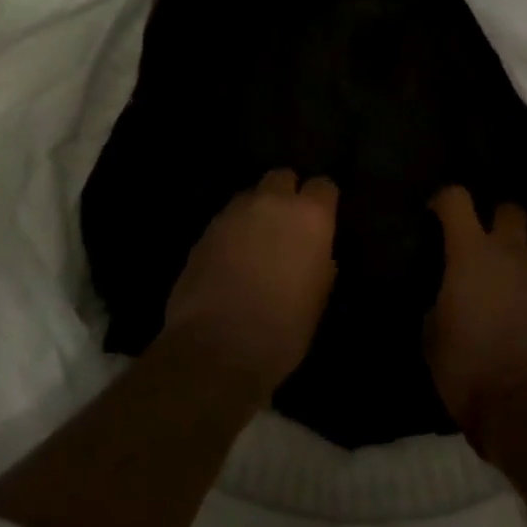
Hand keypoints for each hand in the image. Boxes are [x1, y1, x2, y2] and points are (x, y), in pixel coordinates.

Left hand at [166, 169, 339, 390]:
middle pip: (282, 177)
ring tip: (258, 242)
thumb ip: (319, 260)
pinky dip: (233, 232)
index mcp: (309, 216)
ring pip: (250, 196)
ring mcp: (232, 215)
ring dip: (257, 211)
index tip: (323, 220)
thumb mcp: (319, 295)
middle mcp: (271, 203)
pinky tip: (232, 259)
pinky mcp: (203, 233)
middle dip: (287, 194)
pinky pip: (226, 220)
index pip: (324, 186)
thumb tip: (314, 251)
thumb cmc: (284, 328)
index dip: (323, 201)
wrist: (217, 349)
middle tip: (288, 225)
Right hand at [426, 186, 526, 451]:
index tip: (435, 213)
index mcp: (473, 254)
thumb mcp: (433, 334)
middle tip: (478, 248)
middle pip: (509, 211)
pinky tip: (518, 320)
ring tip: (496, 297)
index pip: (458, 200)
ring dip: (511, 264)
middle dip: (494, 218)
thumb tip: (450, 296)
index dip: (445, 200)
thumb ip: (442, 301)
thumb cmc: (468, 368)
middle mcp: (512, 254)